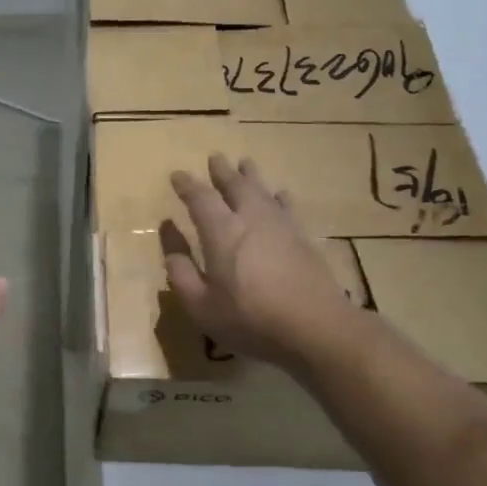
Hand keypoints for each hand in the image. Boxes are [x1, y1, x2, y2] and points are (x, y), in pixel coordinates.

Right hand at [166, 155, 354, 368]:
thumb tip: (170, 242)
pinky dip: (280, 197)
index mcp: (222, 232)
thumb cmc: (250, 319)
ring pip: (264, 191)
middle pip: (236, 186)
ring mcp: (282, 226)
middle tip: (215, 158)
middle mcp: (252, 219)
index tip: (177, 175)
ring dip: (252, 176)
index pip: (201, 198)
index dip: (187, 185)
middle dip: (223, 171)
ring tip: (246, 164)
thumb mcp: (201, 305)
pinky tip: (281, 195)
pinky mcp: (304, 238)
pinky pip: (288, 207)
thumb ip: (181, 272)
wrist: (316, 327)